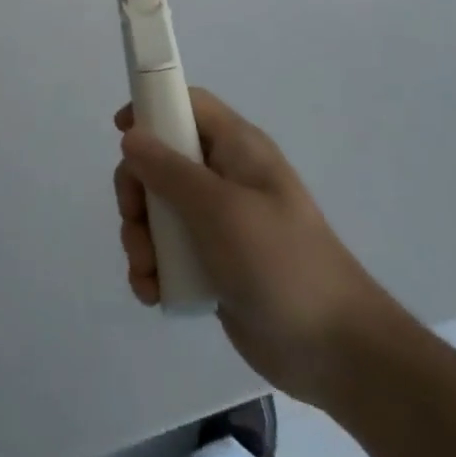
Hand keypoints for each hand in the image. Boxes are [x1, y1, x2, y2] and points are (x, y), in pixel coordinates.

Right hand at [113, 89, 404, 407]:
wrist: (335, 351)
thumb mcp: (219, 209)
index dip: (152, 109)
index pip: (188, 105)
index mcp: (238, 149)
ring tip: (146, 272)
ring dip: (141, 238)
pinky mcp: (214, 263)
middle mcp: (226, 178)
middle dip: (137, 192)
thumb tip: (131, 136)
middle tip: (134, 222)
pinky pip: (169, 251)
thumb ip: (169, 170)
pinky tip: (153, 293)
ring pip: (158, 210)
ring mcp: (220, 223)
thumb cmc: (279, 262)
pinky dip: (154, 268)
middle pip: (161, 160)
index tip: (120, 134)